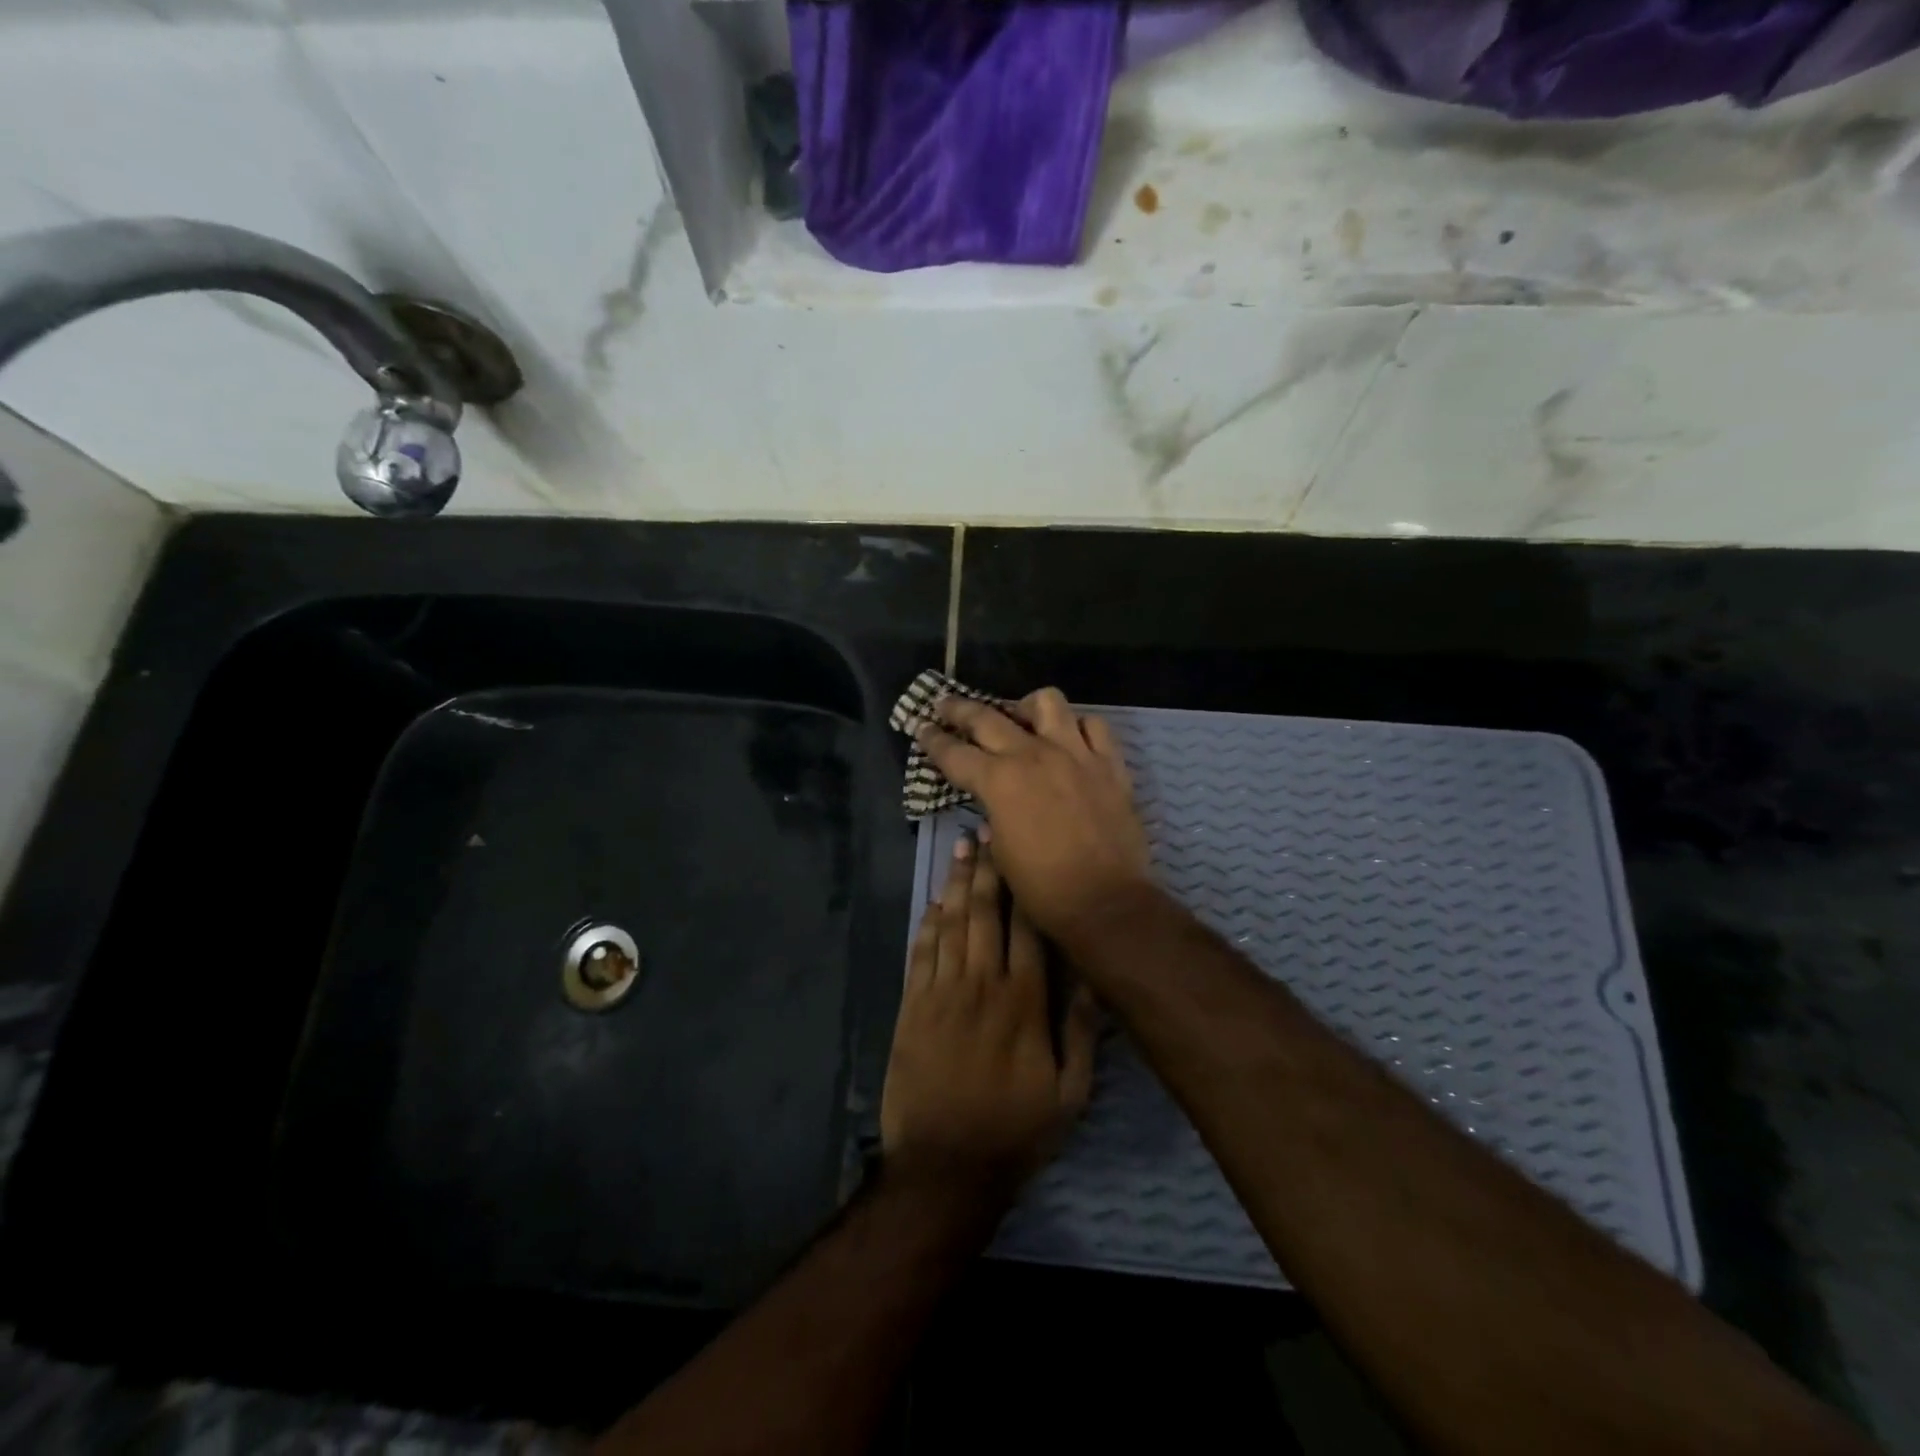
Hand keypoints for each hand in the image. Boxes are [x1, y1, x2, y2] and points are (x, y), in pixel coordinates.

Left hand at [881, 836, 1098, 1200]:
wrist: (944, 1167)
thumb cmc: (1014, 1131)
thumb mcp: (1069, 1094)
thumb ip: (1081, 1030)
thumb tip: (1094, 975)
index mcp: (1023, 1002)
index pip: (1026, 928)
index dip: (1024, 886)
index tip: (1022, 851)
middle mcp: (981, 985)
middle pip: (984, 914)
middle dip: (987, 870)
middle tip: (985, 833)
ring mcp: (941, 993)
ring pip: (951, 925)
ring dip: (956, 885)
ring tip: (960, 850)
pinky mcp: (912, 1007)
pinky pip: (922, 952)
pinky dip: (928, 922)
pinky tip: (935, 901)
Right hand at [915, 688, 1152, 945]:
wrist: (1106, 902)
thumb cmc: (1043, 888)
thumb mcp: (1001, 852)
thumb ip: (994, 815)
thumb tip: (994, 805)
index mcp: (998, 781)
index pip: (953, 752)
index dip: (932, 739)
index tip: (920, 727)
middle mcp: (1033, 755)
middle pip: (986, 717)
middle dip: (958, 709)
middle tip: (945, 705)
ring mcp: (1075, 754)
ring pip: (1047, 702)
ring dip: (1025, 707)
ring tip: (1020, 718)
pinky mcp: (1109, 763)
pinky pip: (1094, 725)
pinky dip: (1077, 727)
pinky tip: (1070, 739)